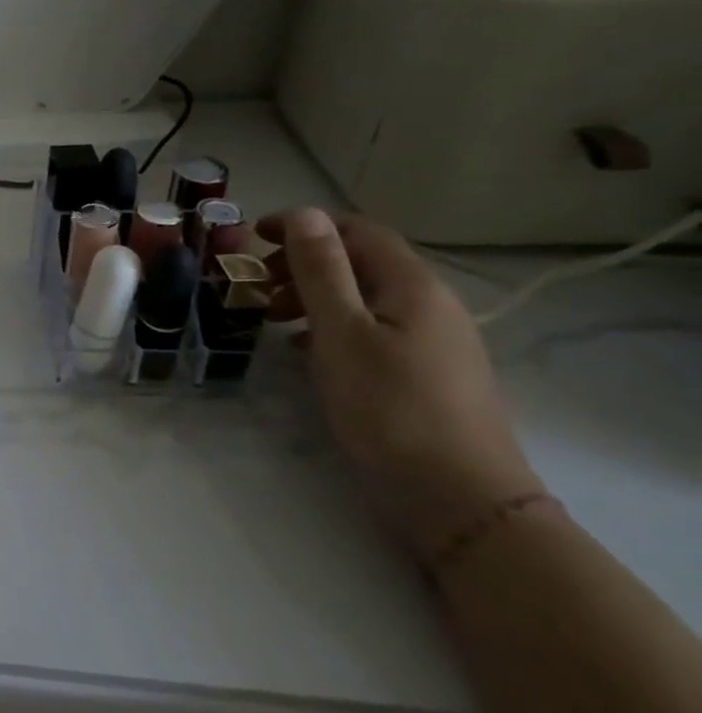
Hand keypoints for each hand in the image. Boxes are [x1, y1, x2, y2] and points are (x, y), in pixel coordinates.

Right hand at [259, 207, 541, 560]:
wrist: (459, 499)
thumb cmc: (390, 407)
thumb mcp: (341, 332)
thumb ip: (321, 271)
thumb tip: (304, 214)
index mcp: (413, 286)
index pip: (357, 230)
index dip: (304, 225)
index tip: (252, 239)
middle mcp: (430, 305)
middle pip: (361, 262)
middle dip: (302, 263)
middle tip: (256, 286)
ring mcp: (434, 341)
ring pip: (363, 297)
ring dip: (312, 296)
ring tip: (271, 319)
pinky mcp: (426, 374)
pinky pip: (371, 329)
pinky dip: (331, 326)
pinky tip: (304, 350)